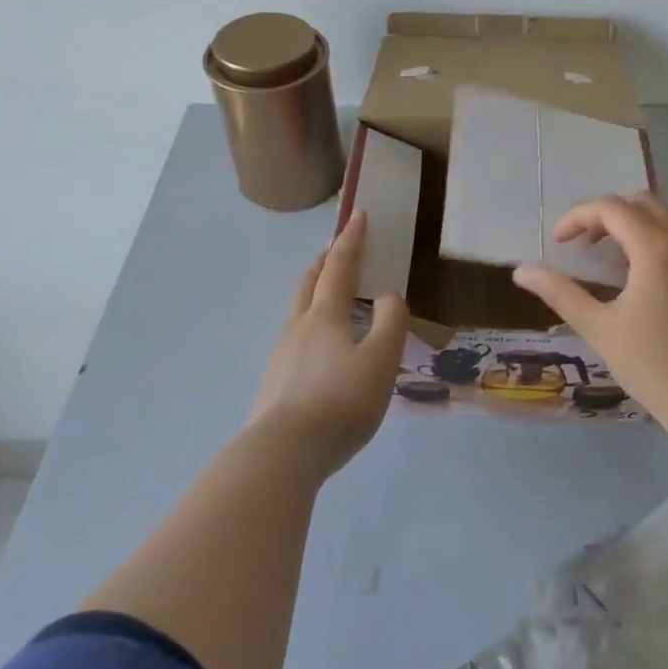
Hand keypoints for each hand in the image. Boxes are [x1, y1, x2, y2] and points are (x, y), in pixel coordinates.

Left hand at [249, 211, 409, 476]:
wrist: (283, 453)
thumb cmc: (340, 400)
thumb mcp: (381, 359)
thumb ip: (392, 321)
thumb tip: (389, 296)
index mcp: (325, 316)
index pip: (340, 267)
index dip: (352, 240)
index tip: (358, 215)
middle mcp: (299, 327)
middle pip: (310, 284)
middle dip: (325, 262)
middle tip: (337, 251)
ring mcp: (282, 356)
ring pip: (299, 312)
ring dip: (316, 293)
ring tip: (332, 297)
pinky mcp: (275, 384)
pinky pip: (297, 340)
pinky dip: (312, 327)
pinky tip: (322, 351)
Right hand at [511, 193, 667, 443]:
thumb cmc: (651, 366)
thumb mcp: (598, 328)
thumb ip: (560, 292)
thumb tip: (522, 270)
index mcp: (655, 247)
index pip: (611, 208)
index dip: (578, 217)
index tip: (558, 243)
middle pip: (644, 203)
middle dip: (609, 215)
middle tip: (585, 245)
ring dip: (641, 224)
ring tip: (619, 256)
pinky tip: (664, 270)